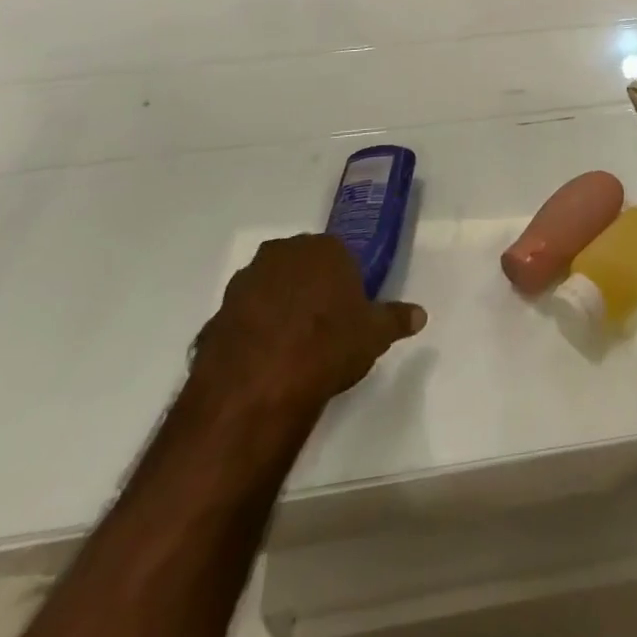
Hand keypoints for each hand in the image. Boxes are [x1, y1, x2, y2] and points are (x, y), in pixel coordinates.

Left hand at [190, 235, 425, 420]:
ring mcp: (244, 283)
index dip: (344, 283)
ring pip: (268, 289)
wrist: (257, 388)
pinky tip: (261, 364)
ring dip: (276, 309)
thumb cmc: (327, 347)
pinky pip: (242, 319)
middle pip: (301, 266)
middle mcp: (282, 253)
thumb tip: (420, 315)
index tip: (347, 311)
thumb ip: (396, 319)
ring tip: (289, 350)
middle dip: (309, 289)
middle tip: (321, 328)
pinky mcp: (215, 315)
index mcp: (323, 248)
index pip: (339, 255)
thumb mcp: (374, 335)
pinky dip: (250, 334)